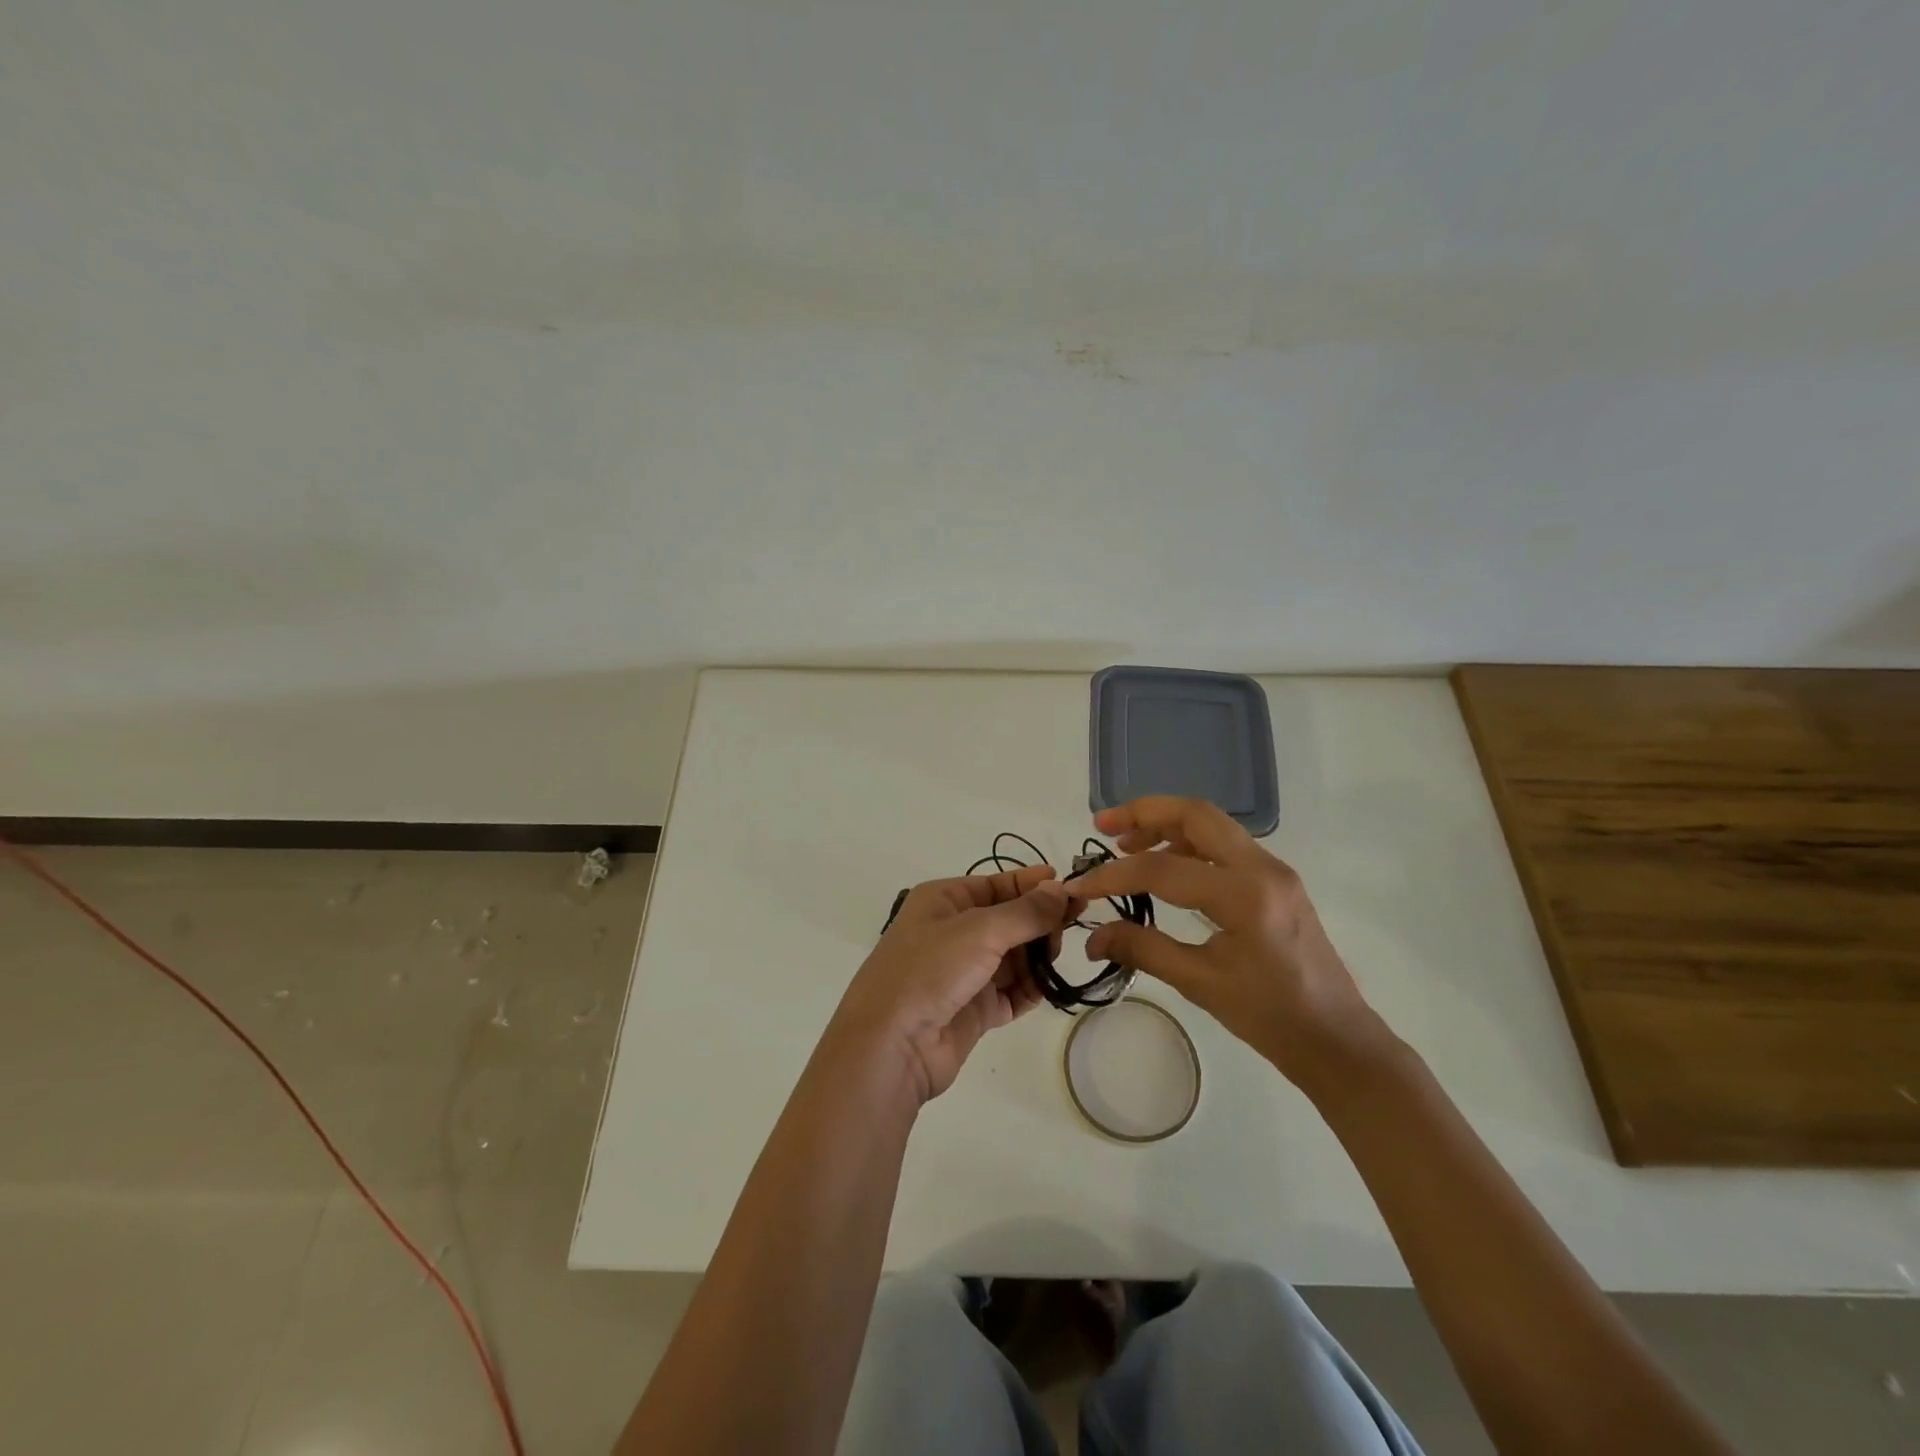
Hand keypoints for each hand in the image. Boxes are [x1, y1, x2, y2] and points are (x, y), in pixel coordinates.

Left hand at [832, 864, 1070, 1103]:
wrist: (892, 1044)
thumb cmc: (929, 970)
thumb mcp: (979, 930)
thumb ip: (1026, 911)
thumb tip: (1061, 889)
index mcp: (945, 900)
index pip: (998, 884)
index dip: (1034, 885)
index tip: (1073, 890)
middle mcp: (953, 932)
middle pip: (1010, 920)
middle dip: (1039, 923)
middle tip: (1068, 929)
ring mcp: (964, 972)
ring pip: (1015, 956)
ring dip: (1038, 957)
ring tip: (1054, 961)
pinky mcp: (974, 1009)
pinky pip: (1012, 992)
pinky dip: (1031, 989)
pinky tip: (1047, 988)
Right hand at [1068, 797, 1387, 1094]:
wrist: (1337, 1040)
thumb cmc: (1271, 1018)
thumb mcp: (1201, 984)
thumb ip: (1143, 950)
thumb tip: (1092, 936)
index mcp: (1245, 896)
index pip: (1163, 870)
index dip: (1113, 876)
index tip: (1080, 886)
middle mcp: (1262, 868)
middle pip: (1195, 814)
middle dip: (1143, 813)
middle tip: (1102, 825)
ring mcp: (1273, 870)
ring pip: (1211, 824)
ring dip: (1165, 824)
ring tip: (1125, 843)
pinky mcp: (1275, 881)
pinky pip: (1225, 845)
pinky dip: (1187, 843)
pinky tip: (1164, 865)